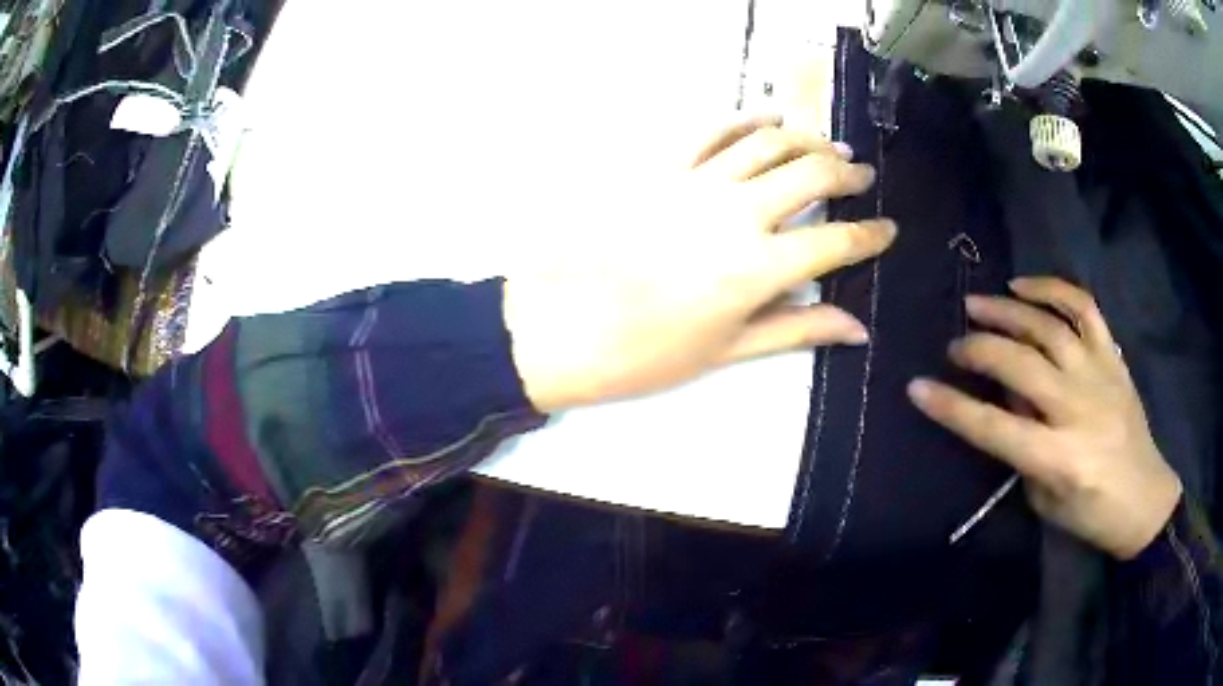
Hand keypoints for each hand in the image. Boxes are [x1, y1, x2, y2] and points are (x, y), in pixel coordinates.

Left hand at [505, 116, 895, 411]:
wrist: (561, 327)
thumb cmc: (645, 353)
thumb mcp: (727, 350)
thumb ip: (796, 329)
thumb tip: (857, 329)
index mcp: (758, 267)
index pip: (835, 242)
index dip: (870, 235)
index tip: (888, 229)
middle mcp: (736, 212)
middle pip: (810, 176)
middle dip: (845, 174)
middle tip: (862, 177)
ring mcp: (696, 181)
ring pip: (767, 142)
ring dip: (806, 139)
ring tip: (829, 146)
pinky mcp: (661, 166)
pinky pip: (711, 129)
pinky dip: (745, 118)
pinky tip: (767, 117)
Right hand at [907, 278, 1181, 558]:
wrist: (1144, 498)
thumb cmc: (1091, 514)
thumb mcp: (1046, 500)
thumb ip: (1024, 450)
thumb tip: (1008, 400)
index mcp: (1058, 458)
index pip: (994, 427)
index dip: (952, 407)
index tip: (917, 387)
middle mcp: (1078, 409)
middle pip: (1020, 365)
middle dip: (978, 349)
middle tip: (955, 344)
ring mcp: (1099, 375)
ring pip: (1048, 326)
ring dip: (1008, 310)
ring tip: (979, 303)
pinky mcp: (1113, 357)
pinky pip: (1084, 309)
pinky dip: (1053, 289)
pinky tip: (1025, 285)